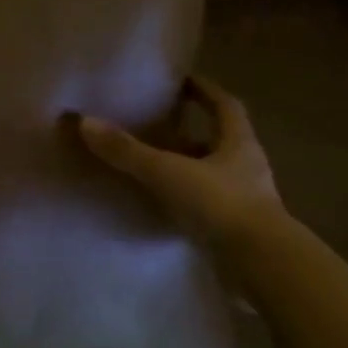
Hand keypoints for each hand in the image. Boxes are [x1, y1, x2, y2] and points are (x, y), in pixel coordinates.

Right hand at [79, 76, 285, 239]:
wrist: (262, 266)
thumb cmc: (221, 205)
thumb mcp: (168, 172)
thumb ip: (128, 150)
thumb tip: (85, 122)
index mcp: (239, 144)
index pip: (225, 106)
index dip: (205, 90)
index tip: (182, 81)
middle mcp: (247, 168)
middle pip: (217, 142)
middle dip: (189, 134)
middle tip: (155, 128)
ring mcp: (246, 202)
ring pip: (212, 176)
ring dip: (186, 170)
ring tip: (151, 168)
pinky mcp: (237, 232)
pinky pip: (207, 208)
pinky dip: (186, 203)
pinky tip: (161, 207)